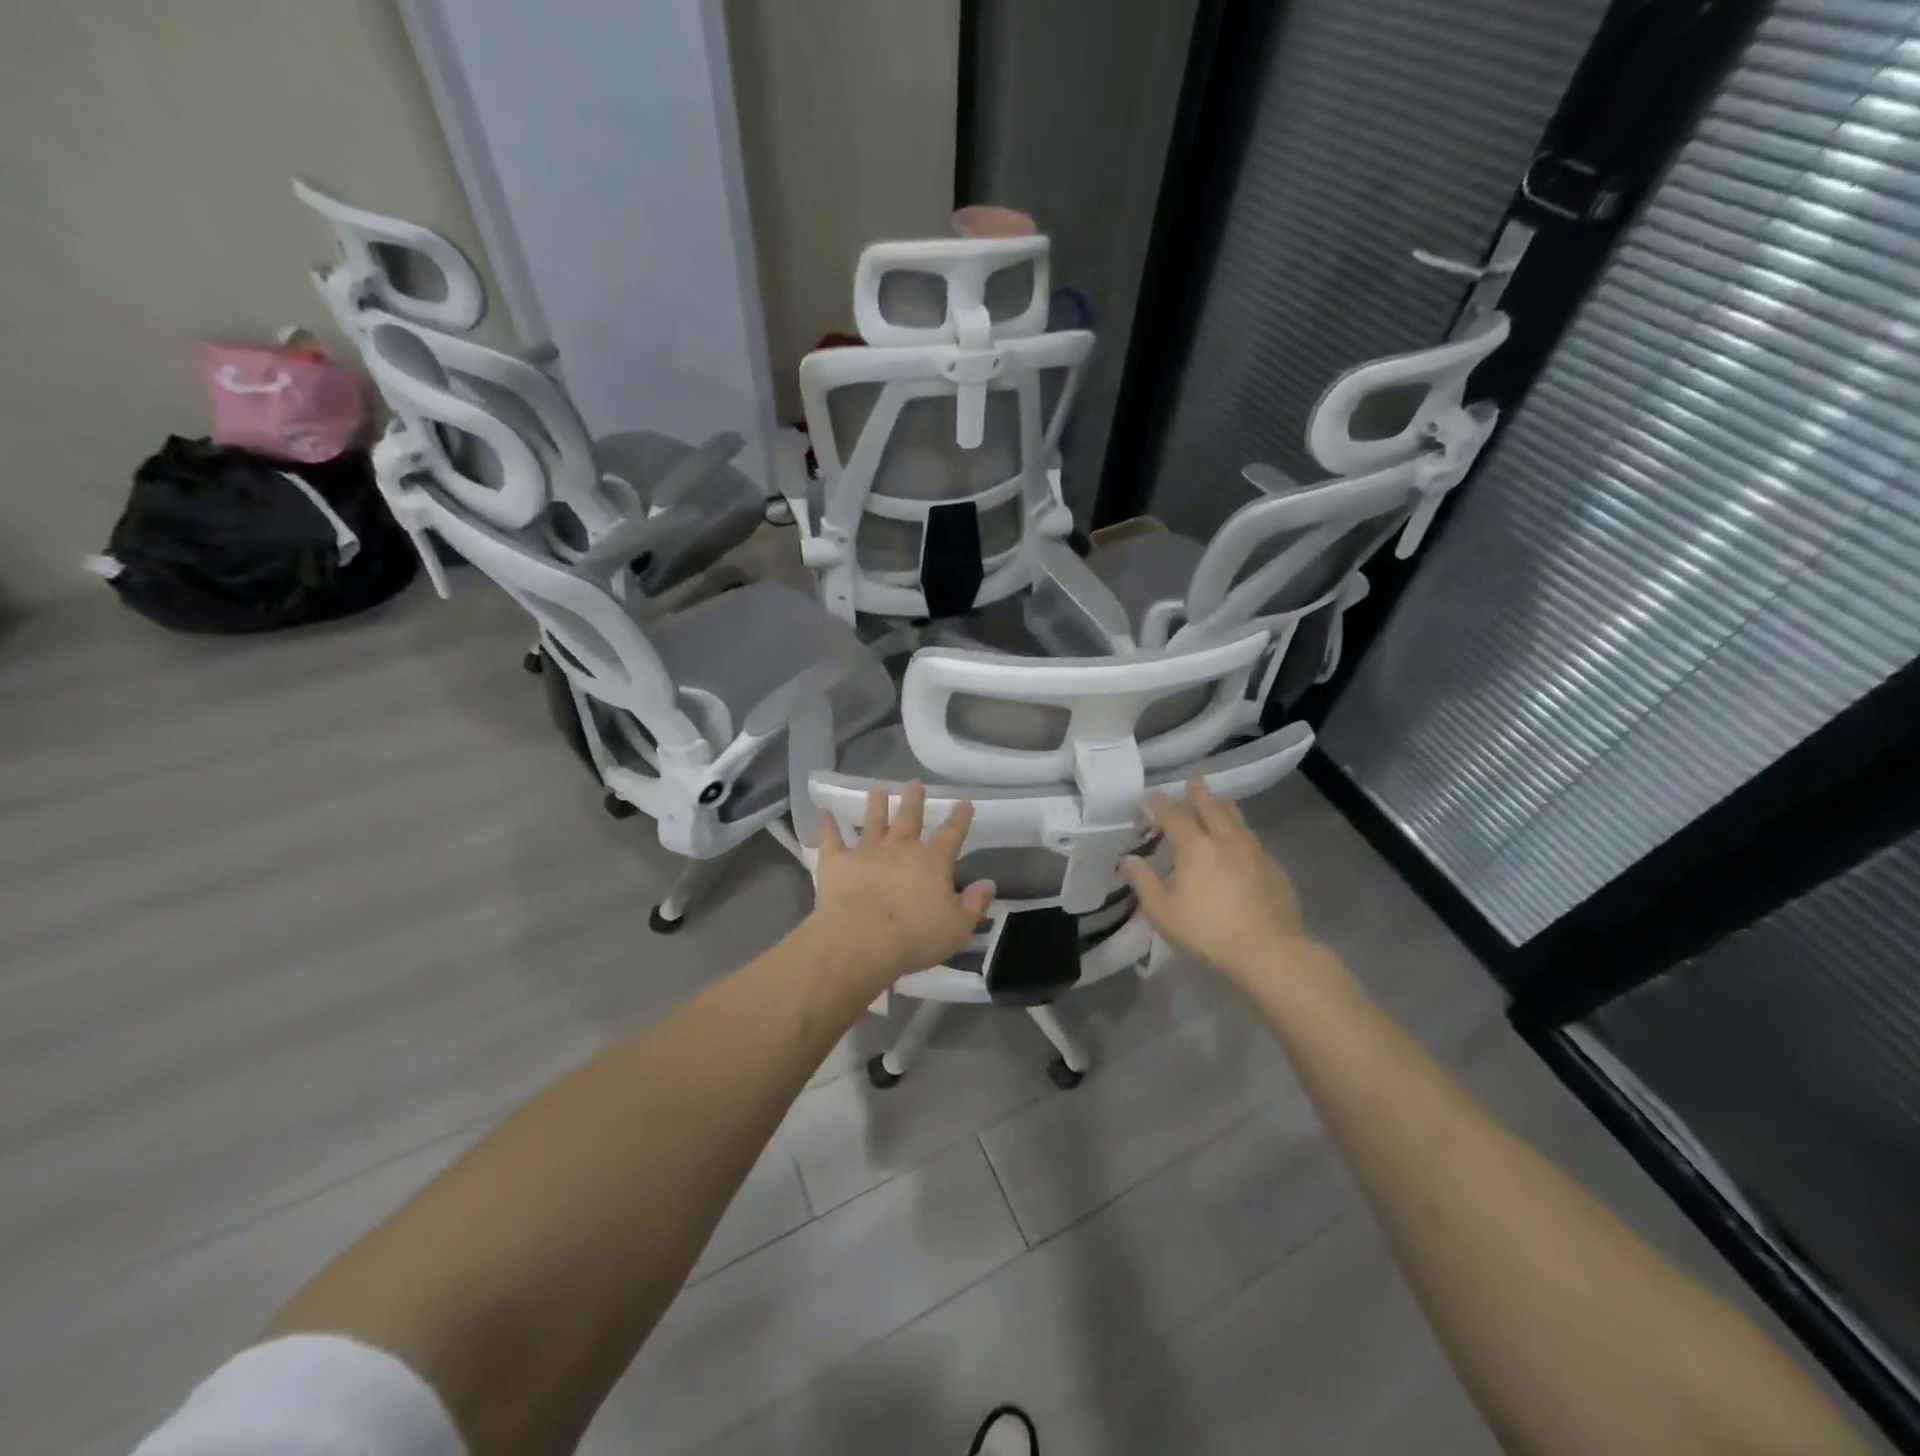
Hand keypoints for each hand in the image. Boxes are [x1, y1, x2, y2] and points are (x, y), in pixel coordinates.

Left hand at [808, 783, 995, 985]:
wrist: (860, 941)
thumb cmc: (914, 938)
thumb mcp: (957, 928)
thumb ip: (974, 904)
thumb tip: (988, 884)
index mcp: (932, 861)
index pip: (952, 833)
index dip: (960, 817)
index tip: (964, 802)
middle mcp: (900, 847)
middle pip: (909, 817)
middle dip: (914, 799)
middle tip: (915, 783)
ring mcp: (866, 851)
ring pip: (873, 820)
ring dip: (876, 804)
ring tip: (878, 789)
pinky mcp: (836, 861)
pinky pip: (831, 838)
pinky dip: (827, 824)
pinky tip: (823, 812)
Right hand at [1121, 779, 1307, 982]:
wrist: (1269, 952)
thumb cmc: (1207, 932)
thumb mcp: (1163, 912)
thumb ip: (1143, 882)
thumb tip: (1128, 858)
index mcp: (1195, 848)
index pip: (1174, 817)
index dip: (1161, 805)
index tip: (1153, 795)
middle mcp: (1225, 842)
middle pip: (1211, 809)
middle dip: (1199, 793)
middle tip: (1193, 779)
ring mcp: (1254, 853)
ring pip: (1238, 821)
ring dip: (1225, 807)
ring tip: (1221, 799)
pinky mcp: (1275, 870)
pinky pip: (1255, 842)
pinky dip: (1244, 834)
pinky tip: (1245, 842)